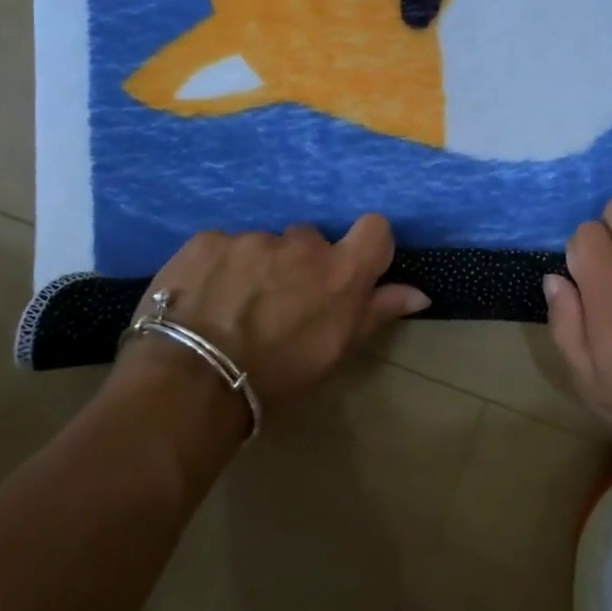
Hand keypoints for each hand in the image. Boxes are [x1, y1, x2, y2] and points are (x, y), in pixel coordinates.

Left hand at [128, 216, 429, 416]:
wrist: (192, 382)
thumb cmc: (276, 375)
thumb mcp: (335, 351)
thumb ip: (377, 312)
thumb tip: (419, 293)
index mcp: (340, 271)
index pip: (375, 228)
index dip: (367, 244)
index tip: (350, 268)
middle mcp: (301, 244)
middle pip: (310, 239)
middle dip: (300, 263)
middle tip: (280, 302)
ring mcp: (252, 238)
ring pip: (263, 244)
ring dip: (257, 266)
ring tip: (233, 306)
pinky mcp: (208, 240)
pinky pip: (223, 246)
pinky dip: (219, 266)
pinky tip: (204, 298)